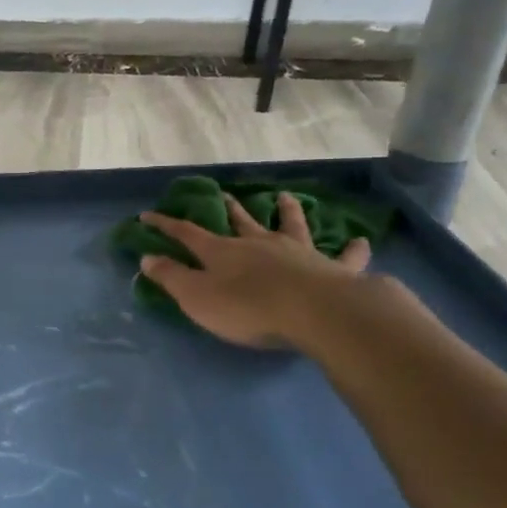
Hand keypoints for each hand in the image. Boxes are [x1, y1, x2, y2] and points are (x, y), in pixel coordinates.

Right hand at [138, 191, 373, 349]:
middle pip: (241, 222)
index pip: (186, 233)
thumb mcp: (196, 297)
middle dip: (230, 209)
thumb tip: (146, 257)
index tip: (147, 214)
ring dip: (287, 211)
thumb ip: (171, 277)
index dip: (165, 225)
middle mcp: (259, 244)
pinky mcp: (332, 269)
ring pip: (291, 226)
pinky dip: (352, 249)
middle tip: (225, 194)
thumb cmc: (248, 308)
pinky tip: (360, 241)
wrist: (314, 313)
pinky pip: (344, 256)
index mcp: (223, 252)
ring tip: (285, 198)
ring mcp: (298, 253)